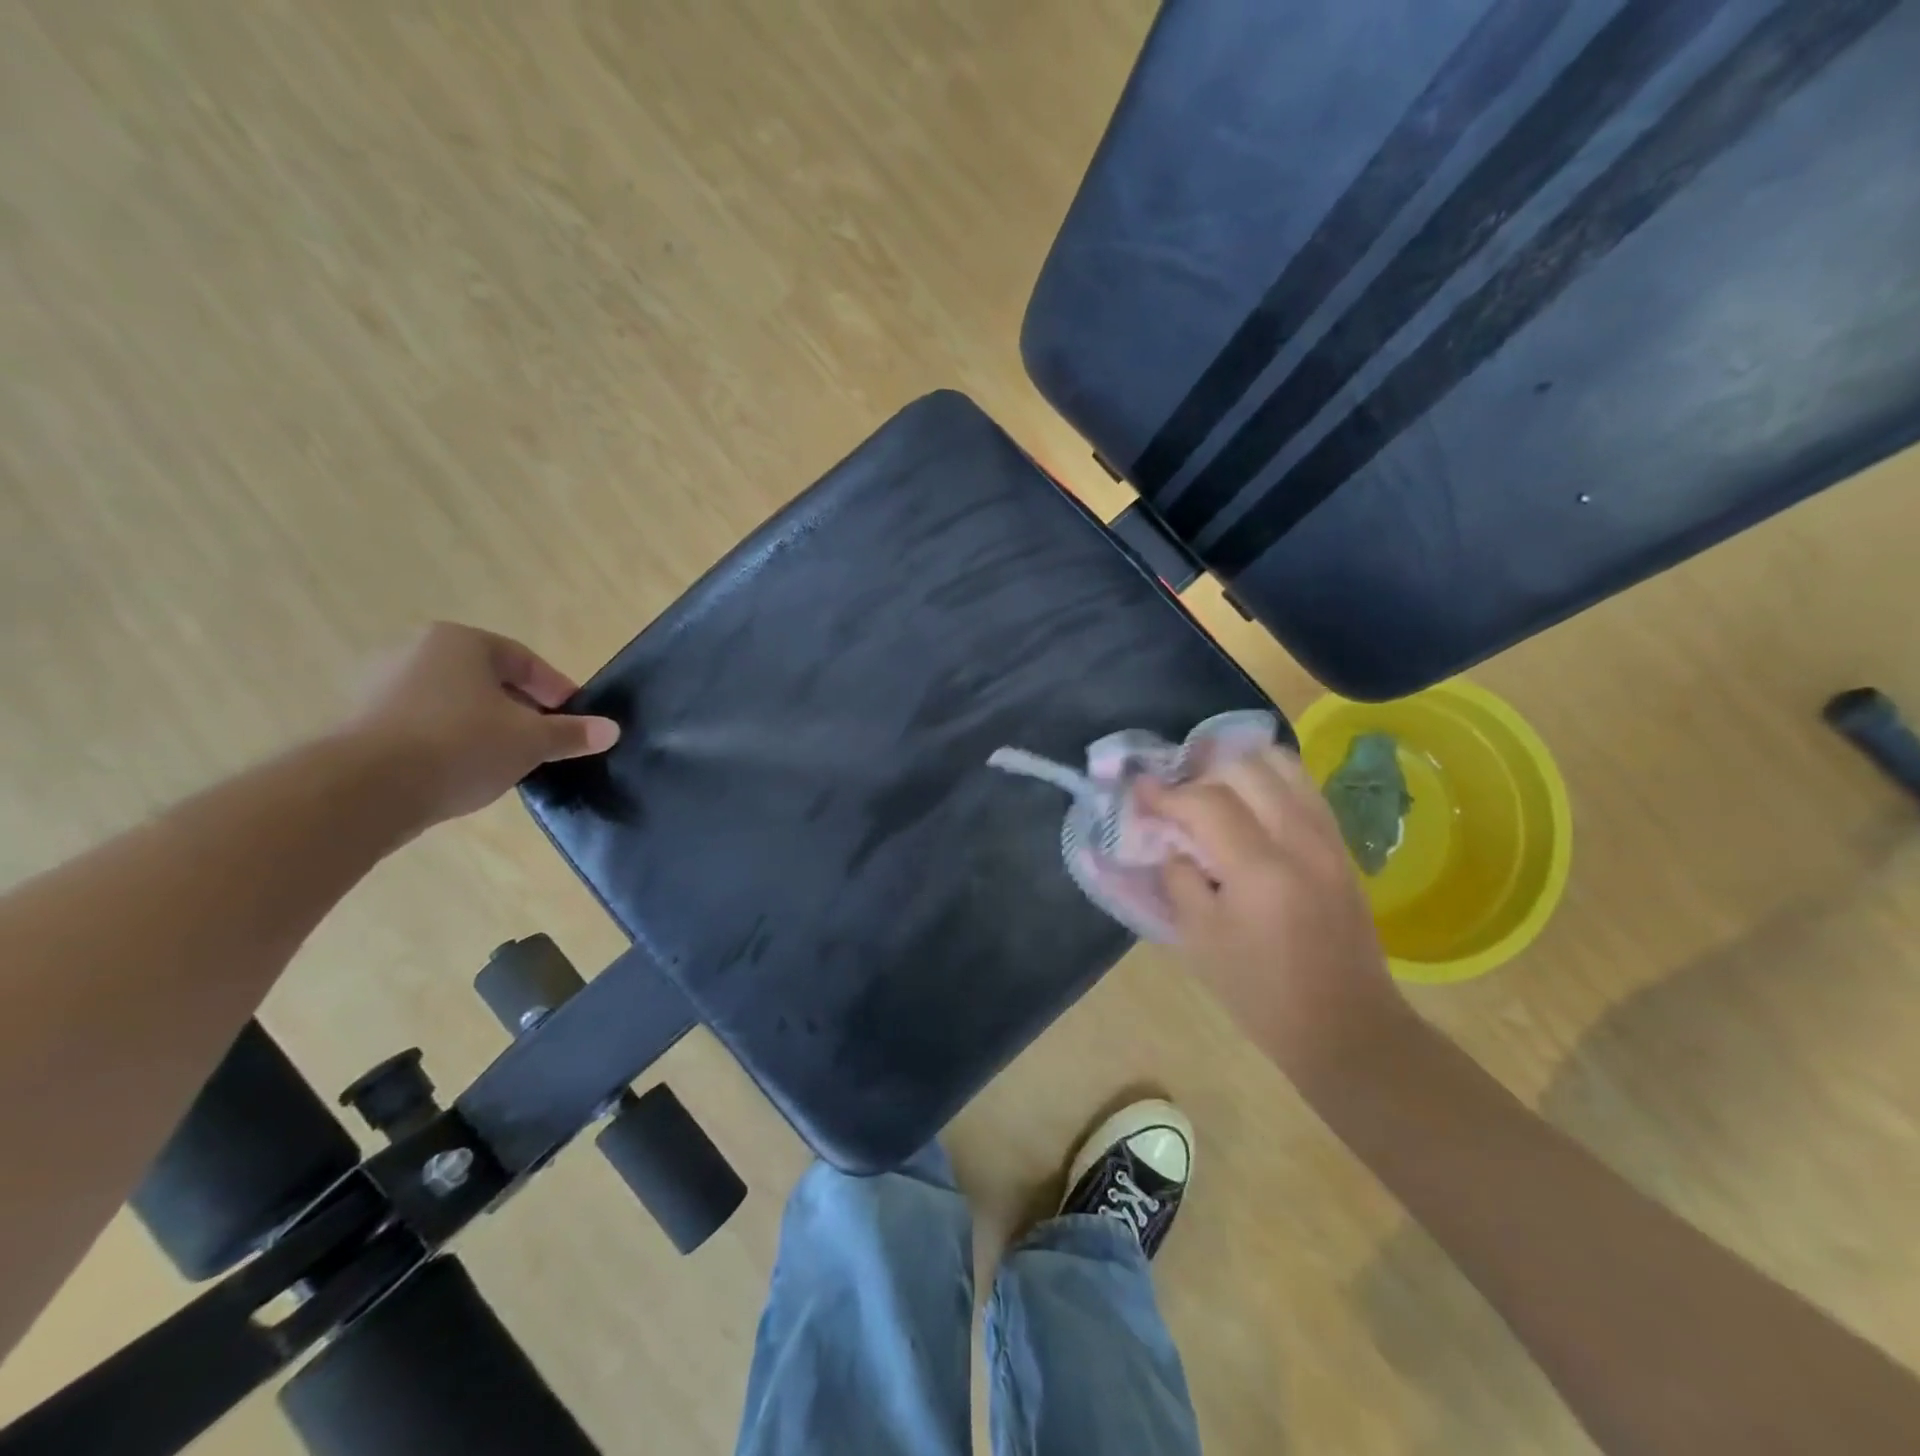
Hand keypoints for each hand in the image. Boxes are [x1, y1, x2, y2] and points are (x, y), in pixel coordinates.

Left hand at [344, 623, 620, 826]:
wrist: (366, 788)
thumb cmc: (462, 745)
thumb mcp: (532, 740)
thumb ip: (572, 733)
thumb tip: (612, 730)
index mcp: (461, 642)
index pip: (524, 660)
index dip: (556, 690)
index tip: (574, 718)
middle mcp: (418, 652)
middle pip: (489, 680)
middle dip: (522, 709)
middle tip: (545, 740)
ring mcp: (384, 686)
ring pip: (457, 704)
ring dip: (487, 727)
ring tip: (510, 759)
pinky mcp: (364, 722)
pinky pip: (426, 725)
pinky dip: (453, 742)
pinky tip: (468, 771)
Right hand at [1141, 748, 1404, 1076]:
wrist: (1345, 1026)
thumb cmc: (1260, 991)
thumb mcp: (1198, 939)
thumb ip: (1178, 877)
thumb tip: (1171, 839)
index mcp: (1260, 870)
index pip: (1206, 801)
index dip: (1166, 792)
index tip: (1139, 790)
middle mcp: (1300, 840)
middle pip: (1246, 768)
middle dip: (1201, 773)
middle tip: (1176, 795)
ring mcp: (1328, 840)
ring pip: (1283, 766)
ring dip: (1239, 767)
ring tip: (1211, 787)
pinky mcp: (1341, 847)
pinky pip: (1303, 788)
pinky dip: (1269, 781)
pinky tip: (1248, 804)